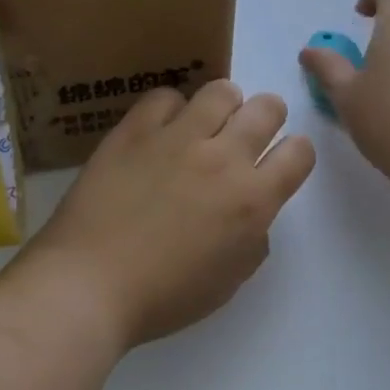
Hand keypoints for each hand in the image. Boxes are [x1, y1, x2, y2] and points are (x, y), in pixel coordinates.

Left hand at [12, 81, 316, 349]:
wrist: (90, 283)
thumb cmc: (163, 297)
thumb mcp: (228, 282)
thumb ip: (252, 240)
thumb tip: (250, 214)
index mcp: (252, 201)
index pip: (299, 152)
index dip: (293, 154)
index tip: (277, 164)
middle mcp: (223, 158)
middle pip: (266, 108)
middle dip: (266, 118)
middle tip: (244, 138)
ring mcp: (176, 138)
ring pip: (220, 91)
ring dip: (223, 106)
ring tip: (205, 126)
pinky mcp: (134, 131)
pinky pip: (164, 97)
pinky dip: (171, 110)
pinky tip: (161, 132)